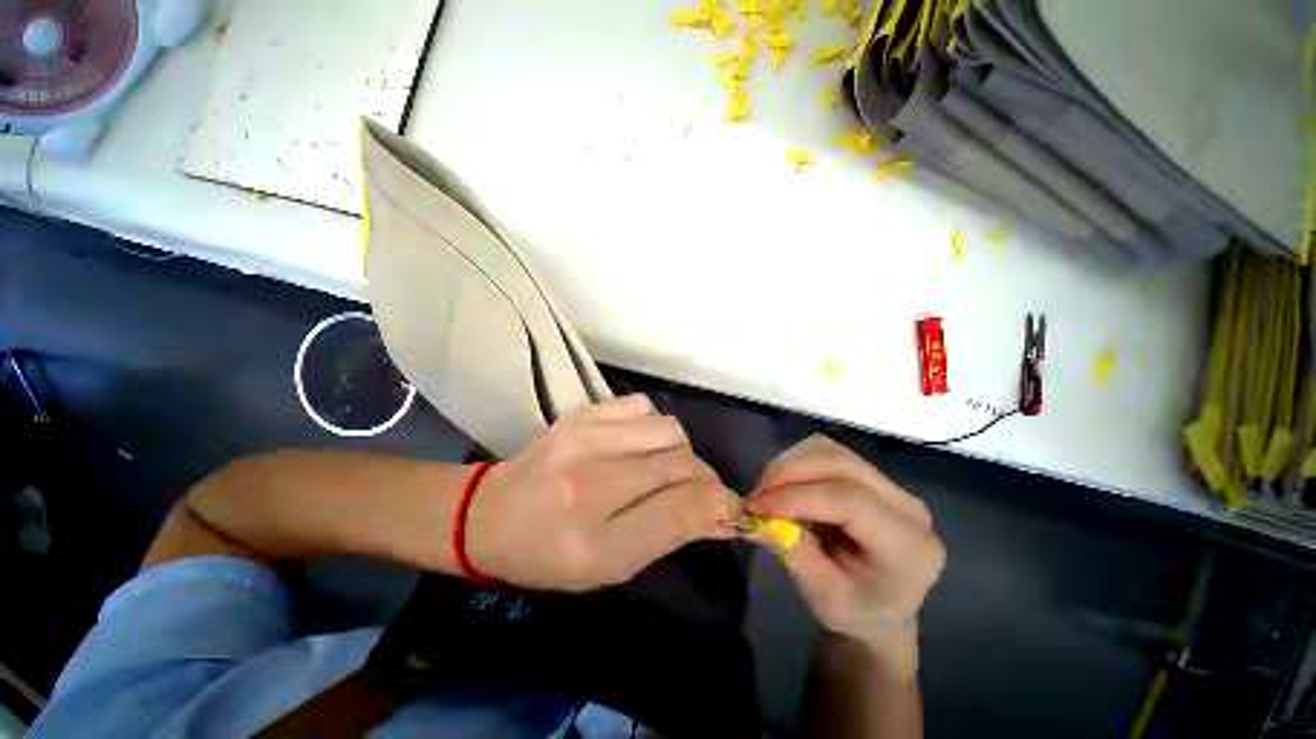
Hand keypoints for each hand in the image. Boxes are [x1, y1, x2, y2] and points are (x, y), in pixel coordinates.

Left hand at [466, 395, 740, 591]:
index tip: (729, 509)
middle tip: (693, 491)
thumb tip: (720, 508)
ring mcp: (585, 438)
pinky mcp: (582, 414)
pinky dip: (654, 427)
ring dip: (680, 452)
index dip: (719, 506)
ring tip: (661, 467)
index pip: (682, 510)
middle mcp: (591, 483)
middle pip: (683, 465)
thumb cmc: (551, 555)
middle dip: (702, 480)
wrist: (492, 513)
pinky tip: (638, 444)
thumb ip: (668, 534)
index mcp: (595, 541)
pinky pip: (645, 407)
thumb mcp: (611, 567)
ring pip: (671, 431)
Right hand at [747, 436, 944, 678]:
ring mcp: (891, 485)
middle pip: (840, 463)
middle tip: (756, 496)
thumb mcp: (824, 598)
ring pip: (830, 450)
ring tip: (767, 492)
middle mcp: (907, 506)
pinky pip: (827, 452)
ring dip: (789, 464)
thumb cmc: (856, 611)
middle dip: (788, 472)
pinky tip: (784, 485)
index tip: (756, 507)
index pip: (850, 500)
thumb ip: (794, 553)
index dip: (797, 497)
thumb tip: (755, 517)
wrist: (882, 608)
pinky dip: (796, 462)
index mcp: (909, 546)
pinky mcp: (871, 475)